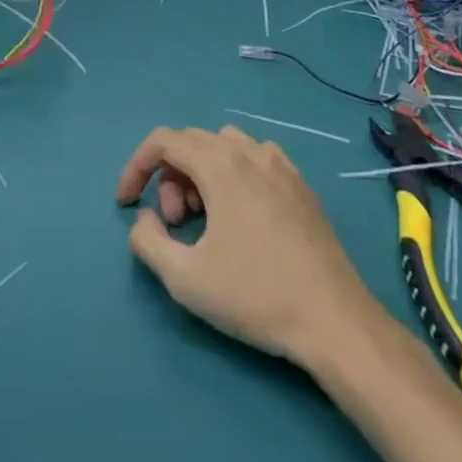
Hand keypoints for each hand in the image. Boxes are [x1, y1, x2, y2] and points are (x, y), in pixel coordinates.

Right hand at [116, 125, 379, 367]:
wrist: (334, 321)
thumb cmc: (255, 296)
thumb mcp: (184, 278)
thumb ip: (147, 241)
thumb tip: (145, 219)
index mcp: (221, 165)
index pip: (164, 140)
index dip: (136, 166)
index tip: (126, 203)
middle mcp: (251, 153)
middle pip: (192, 142)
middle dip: (169, 177)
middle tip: (174, 225)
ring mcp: (282, 166)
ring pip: (224, 146)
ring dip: (201, 173)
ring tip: (206, 220)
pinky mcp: (302, 186)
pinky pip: (256, 159)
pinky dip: (234, 174)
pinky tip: (241, 216)